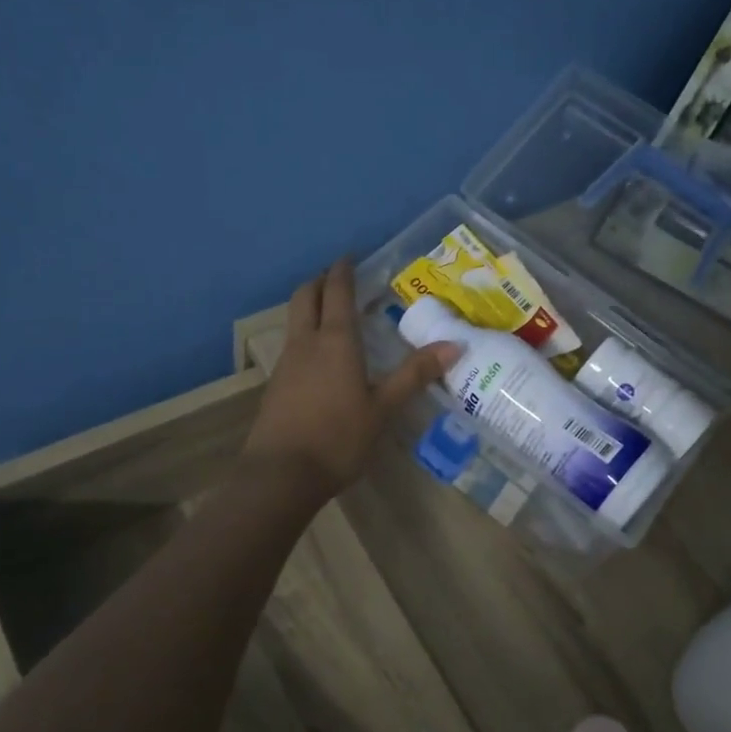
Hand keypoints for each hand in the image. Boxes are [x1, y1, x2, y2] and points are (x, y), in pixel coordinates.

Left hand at [243, 259, 458, 499]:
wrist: (281, 474)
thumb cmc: (338, 438)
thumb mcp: (383, 408)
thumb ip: (414, 375)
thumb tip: (454, 344)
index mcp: (335, 340)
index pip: (337, 291)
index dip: (343, 271)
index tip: (350, 257)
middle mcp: (306, 343)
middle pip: (305, 296)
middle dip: (319, 281)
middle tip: (337, 278)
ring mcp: (286, 363)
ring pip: (294, 320)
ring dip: (309, 306)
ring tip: (331, 314)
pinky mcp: (276, 385)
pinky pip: (291, 345)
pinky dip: (305, 334)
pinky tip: (319, 357)